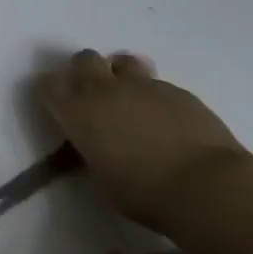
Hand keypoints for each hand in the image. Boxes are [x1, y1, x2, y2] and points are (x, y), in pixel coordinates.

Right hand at [37, 50, 247, 231]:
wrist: (205, 185)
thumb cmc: (143, 193)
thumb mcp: (101, 179)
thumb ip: (92, 151)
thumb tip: (95, 143)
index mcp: (78, 113)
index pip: (47, 86)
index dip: (48, 92)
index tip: (54, 105)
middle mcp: (106, 90)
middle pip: (84, 60)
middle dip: (83, 72)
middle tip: (92, 97)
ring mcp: (143, 85)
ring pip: (122, 62)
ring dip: (119, 75)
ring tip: (129, 99)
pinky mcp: (177, 90)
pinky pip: (155, 82)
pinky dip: (152, 95)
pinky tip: (164, 119)